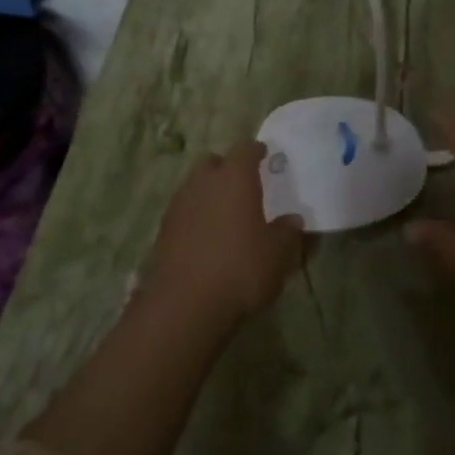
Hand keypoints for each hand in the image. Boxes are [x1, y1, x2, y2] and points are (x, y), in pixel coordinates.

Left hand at [147, 142, 305, 326]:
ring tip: (225, 215)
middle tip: (243, 185)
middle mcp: (203, 182)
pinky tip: (207, 239)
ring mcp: (178, 206)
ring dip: (208, 194)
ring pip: (194, 187)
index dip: (257, 151)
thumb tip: (292, 220)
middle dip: (227, 168)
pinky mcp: (162, 232)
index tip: (265, 156)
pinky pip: (183, 213)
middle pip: (213, 162)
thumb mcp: (278, 254)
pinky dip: (195, 218)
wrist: (183, 307)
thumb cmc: (239, 268)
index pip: (246, 148)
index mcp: (234, 177)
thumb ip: (288, 232)